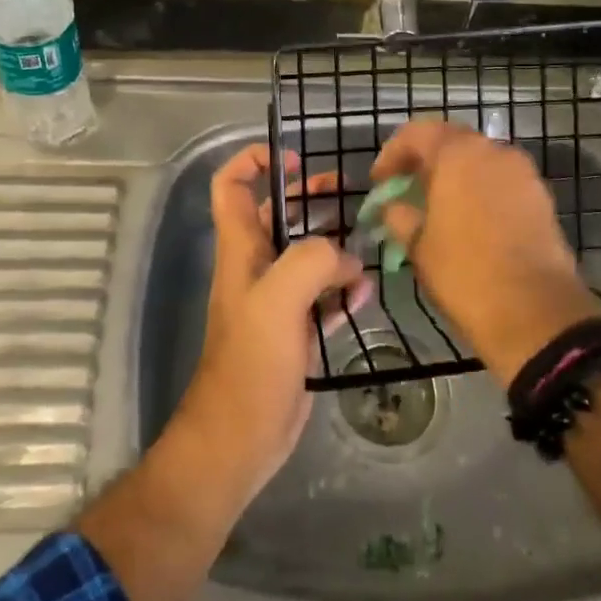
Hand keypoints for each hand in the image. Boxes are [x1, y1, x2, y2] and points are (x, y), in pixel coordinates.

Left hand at [176, 145, 369, 494]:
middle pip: (279, 215)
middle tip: (347, 195)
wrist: (240, 439)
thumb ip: (311, 261)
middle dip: (310, 198)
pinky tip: (364, 298)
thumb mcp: (277, 302)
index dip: (255, 162)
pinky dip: (343, 291)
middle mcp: (257, 268)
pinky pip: (324, 298)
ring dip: (336, 248)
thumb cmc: (250, 365)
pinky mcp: (297, 332)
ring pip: (308, 257)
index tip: (294, 161)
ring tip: (368, 247)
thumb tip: (347, 257)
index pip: (232, 187)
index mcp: (242, 251)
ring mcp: (278, 302)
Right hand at [370, 120, 594, 383]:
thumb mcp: (417, 244)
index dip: (392, 153)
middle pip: (452, 142)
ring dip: (454, 177)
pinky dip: (480, 192)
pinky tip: (468, 223)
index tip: (379, 182)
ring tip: (436, 209)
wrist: (535, 312)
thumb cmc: (465, 272)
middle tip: (406, 191)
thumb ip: (398, 215)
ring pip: (479, 162)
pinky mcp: (541, 198)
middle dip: (425, 163)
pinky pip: (501, 183)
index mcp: (459, 153)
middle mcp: (495, 151)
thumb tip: (392, 207)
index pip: (417, 132)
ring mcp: (523, 173)